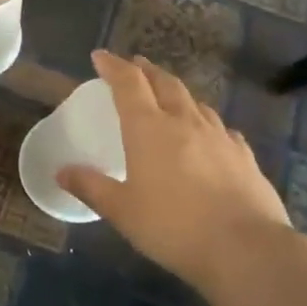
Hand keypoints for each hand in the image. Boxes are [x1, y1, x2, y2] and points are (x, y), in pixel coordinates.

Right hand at [57, 50, 291, 292]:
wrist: (245, 248)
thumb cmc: (173, 227)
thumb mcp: (122, 211)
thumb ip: (91, 187)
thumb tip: (61, 171)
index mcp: (149, 128)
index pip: (129, 83)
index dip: (113, 66)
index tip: (100, 57)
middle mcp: (185, 122)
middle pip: (165, 83)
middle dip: (147, 71)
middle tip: (135, 66)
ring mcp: (220, 136)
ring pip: (196, 102)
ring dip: (177, 93)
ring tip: (169, 96)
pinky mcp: (244, 156)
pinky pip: (222, 129)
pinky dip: (207, 123)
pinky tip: (210, 135)